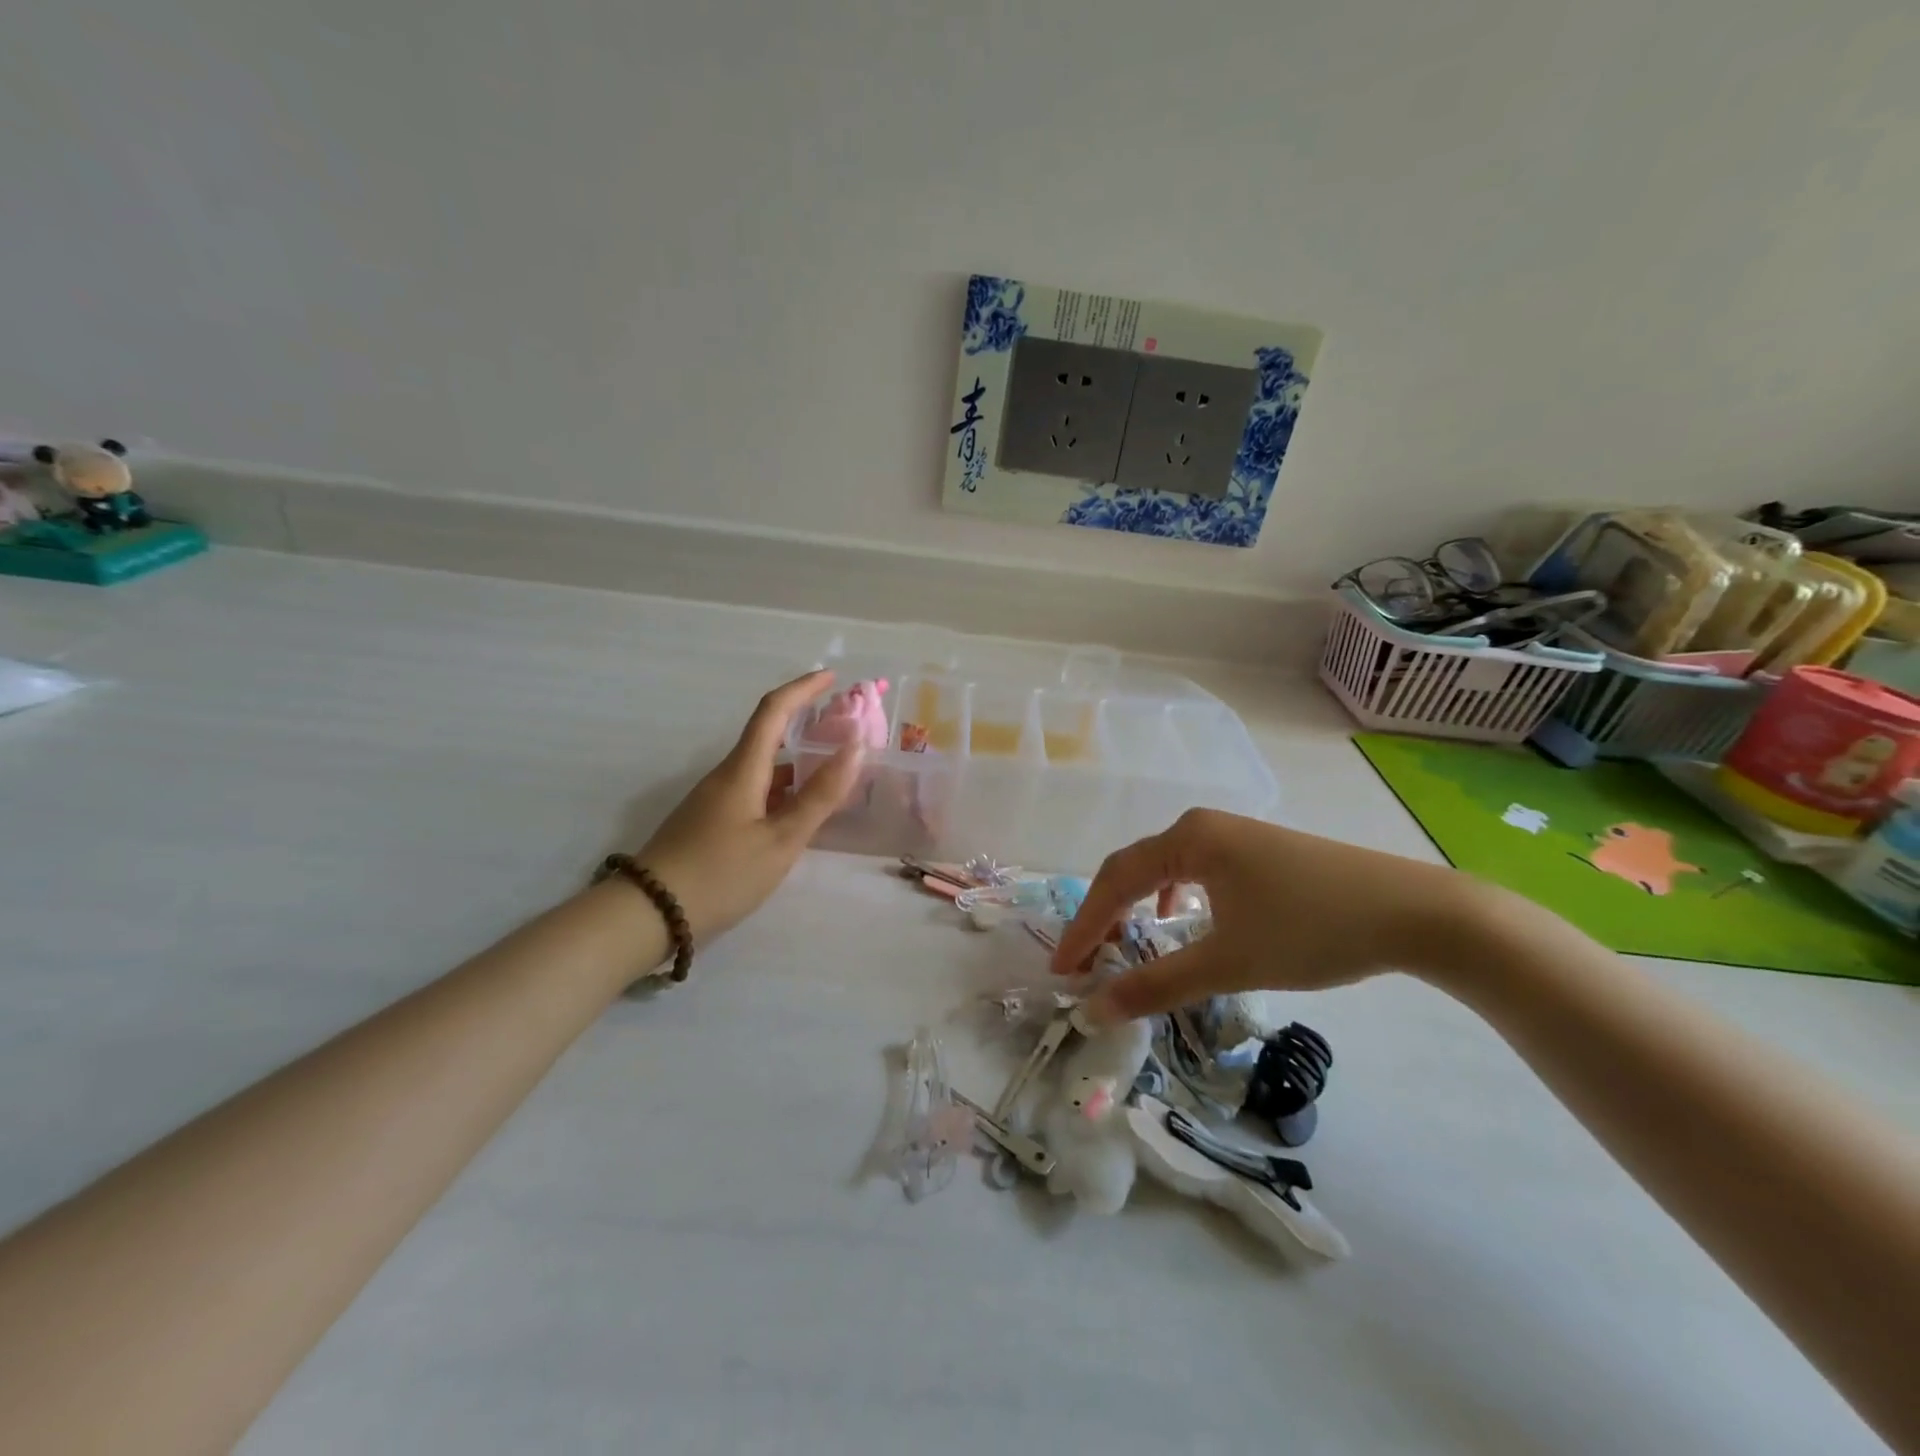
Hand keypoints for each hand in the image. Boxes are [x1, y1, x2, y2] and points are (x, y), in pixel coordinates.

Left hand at [636, 670, 862, 944]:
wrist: (649, 914)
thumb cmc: (721, 874)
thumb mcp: (781, 840)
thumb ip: (820, 796)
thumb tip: (855, 748)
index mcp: (742, 770)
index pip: (773, 711)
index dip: (803, 689)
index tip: (832, 677)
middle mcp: (726, 775)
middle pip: (768, 736)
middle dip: (806, 726)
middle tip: (844, 731)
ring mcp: (715, 799)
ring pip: (762, 768)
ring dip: (796, 763)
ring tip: (833, 773)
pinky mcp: (710, 822)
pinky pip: (754, 791)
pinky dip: (783, 789)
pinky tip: (799, 812)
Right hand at [1050, 809, 1477, 1021]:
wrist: (1416, 912)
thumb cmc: (1312, 930)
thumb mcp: (1228, 963)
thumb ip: (1155, 986)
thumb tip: (1094, 1011)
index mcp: (1187, 839)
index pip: (1113, 881)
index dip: (1083, 927)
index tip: (1062, 970)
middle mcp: (1202, 826)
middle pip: (1133, 869)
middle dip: (1105, 917)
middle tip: (1085, 963)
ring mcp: (1233, 833)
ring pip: (1164, 868)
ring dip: (1136, 907)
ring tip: (1125, 945)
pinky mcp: (1257, 850)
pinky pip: (1194, 869)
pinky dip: (1172, 898)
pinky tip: (1182, 920)